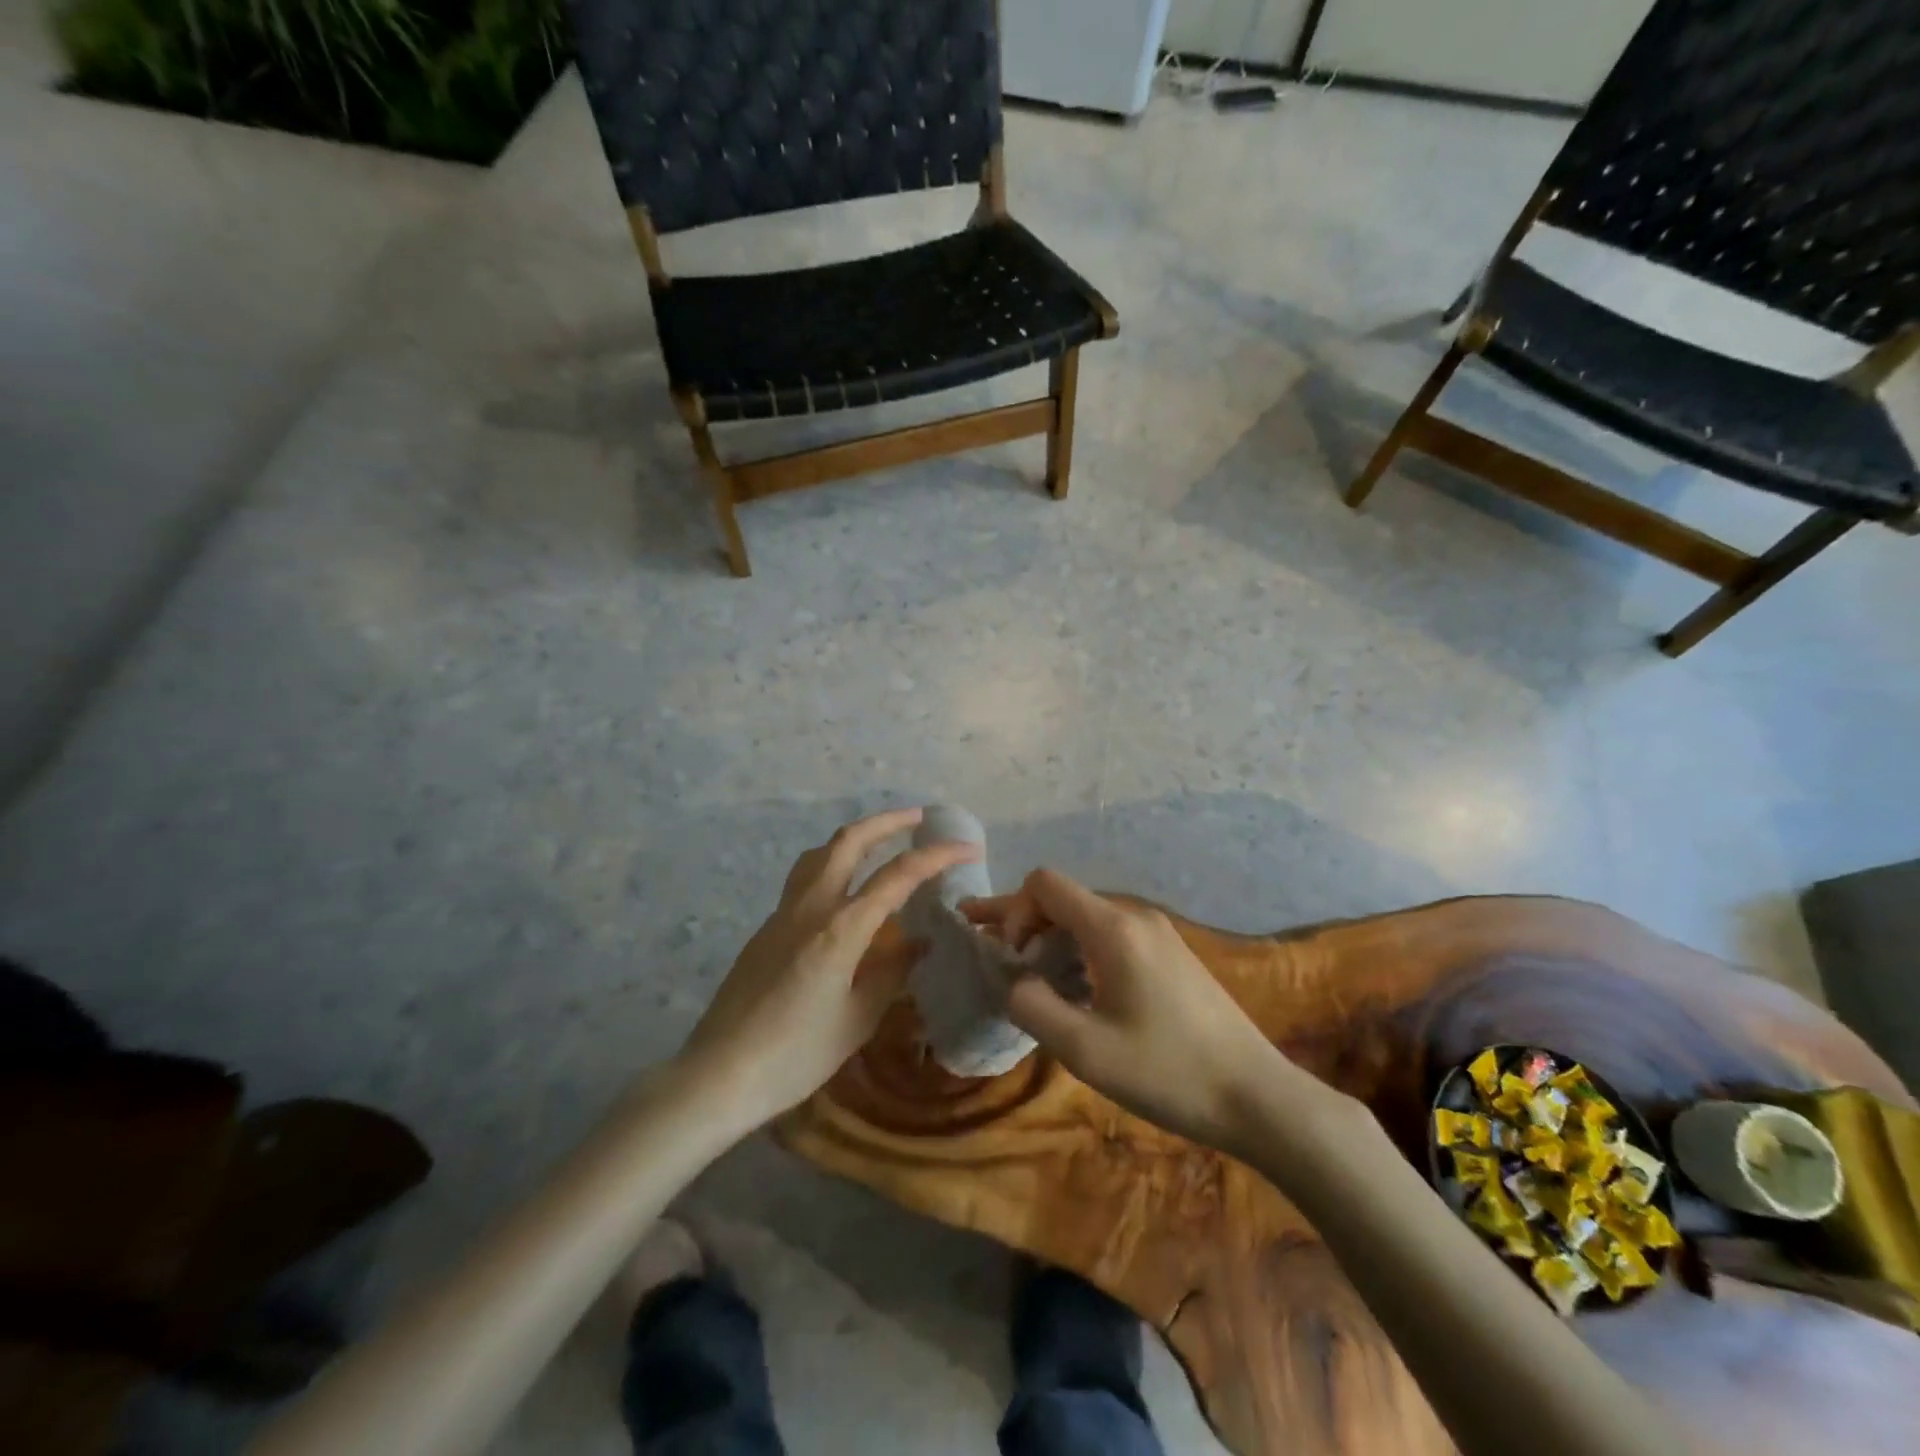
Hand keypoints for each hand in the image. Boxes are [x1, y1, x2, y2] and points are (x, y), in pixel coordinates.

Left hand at [678, 807, 977, 1128]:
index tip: (968, 848)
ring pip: (820, 853)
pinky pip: (805, 878)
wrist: (719, 1074)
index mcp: (840, 928)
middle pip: (849, 841)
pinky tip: (846, 888)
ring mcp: (783, 913)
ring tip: (882, 840)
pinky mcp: (767, 928)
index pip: (898, 876)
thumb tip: (920, 944)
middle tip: (920, 818)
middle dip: (888, 822)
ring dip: (855, 837)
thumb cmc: (796, 1055)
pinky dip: (834, 864)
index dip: (937, 857)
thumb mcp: (857, 1019)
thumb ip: (892, 973)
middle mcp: (811, 907)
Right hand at [964, 869, 1319, 1153]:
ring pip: (1086, 918)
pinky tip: (1070, 986)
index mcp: (1113, 928)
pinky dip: (1077, 950)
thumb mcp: (1084, 1050)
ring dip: (1049, 939)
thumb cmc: (1167, 1072)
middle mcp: (1134, 916)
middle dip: (1021, 921)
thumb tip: (1014, 982)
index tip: (1011, 958)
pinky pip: (1110, 936)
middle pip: (1063, 898)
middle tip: (986, 946)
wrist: (1256, 1096)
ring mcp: (1157, 934)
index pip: (1044, 884)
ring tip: (1024, 972)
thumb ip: (1032, 1007)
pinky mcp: (1169, 955)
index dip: (1013, 911)